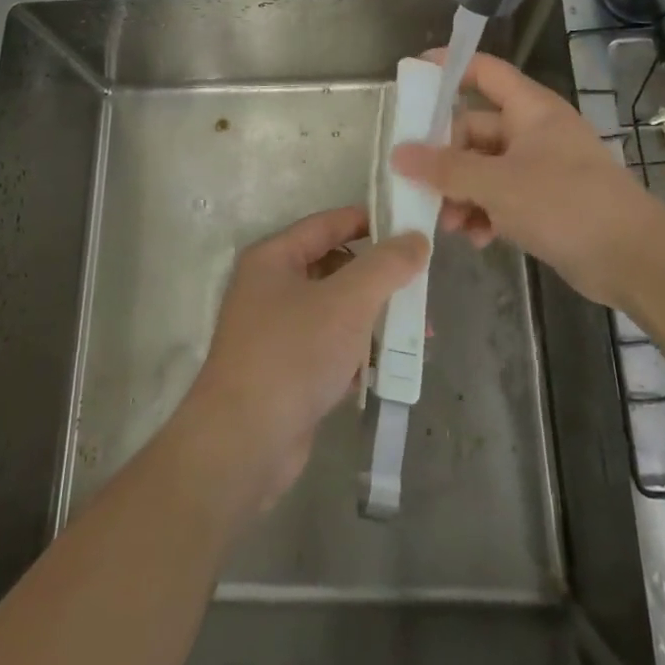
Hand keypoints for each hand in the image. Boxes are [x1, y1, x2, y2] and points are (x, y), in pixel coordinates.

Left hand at [176, 207, 428, 508]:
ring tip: (418, 333)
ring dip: (374, 318)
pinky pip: (330, 347)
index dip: (369, 221)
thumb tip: (415, 238)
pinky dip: (358, 352)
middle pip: (334, 267)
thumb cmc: (294, 354)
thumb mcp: (347, 301)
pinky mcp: (286, 371)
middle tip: (419, 285)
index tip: (410, 229)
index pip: (328, 224)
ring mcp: (276, 332)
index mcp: (274, 258)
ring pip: (335, 310)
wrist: (245, 442)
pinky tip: (390, 367)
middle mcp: (270, 288)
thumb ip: (385, 265)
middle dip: (378, 278)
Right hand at [392, 50, 664, 307]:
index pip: (484, 71)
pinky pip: (502, 196)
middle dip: (446, 160)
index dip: (449, 67)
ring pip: (485, 168)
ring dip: (462, 193)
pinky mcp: (546, 201)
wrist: (635, 260)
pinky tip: (477, 239)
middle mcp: (534, 131)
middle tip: (419, 185)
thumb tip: (398, 153)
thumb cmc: (566, 204)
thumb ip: (445, 168)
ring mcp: (541, 167)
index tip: (412, 77)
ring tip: (449, 224)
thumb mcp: (497, 184)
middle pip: (475, 129)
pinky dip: (485, 213)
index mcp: (530, 109)